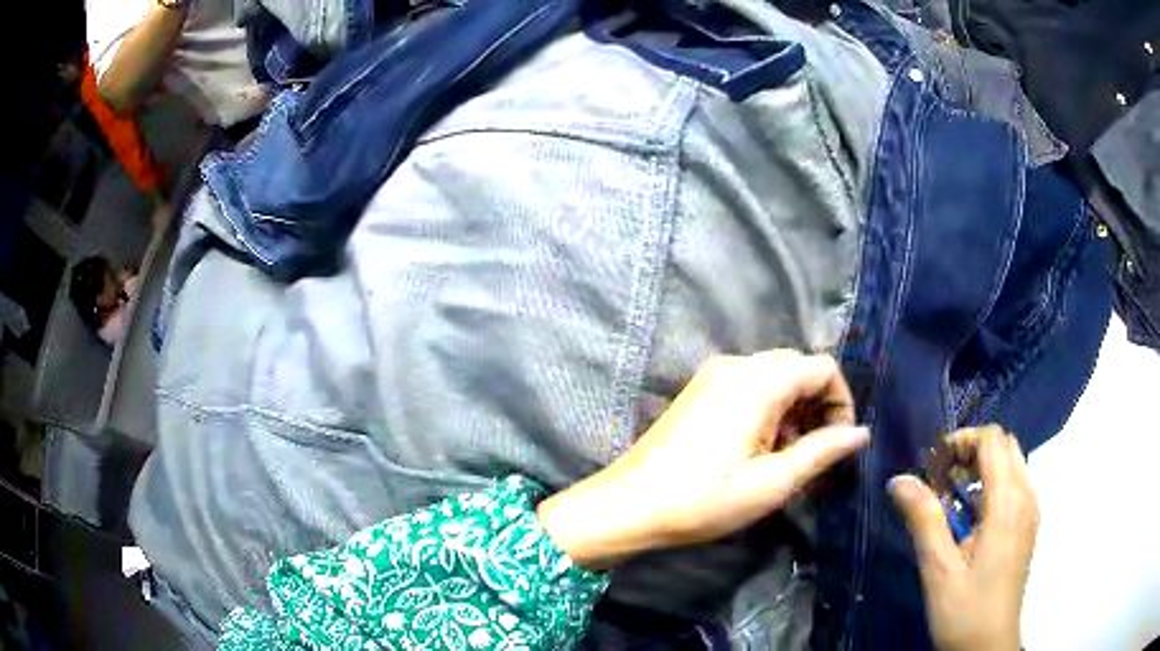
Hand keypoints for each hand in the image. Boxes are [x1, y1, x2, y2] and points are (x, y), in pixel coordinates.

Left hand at [538, 350, 869, 569]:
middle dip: (817, 407)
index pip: (822, 368)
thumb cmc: (703, 499)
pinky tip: (760, 451)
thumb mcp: (772, 483)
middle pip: (798, 369)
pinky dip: (767, 411)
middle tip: (815, 455)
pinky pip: (748, 388)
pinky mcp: (699, 391)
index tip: (839, 443)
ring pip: (774, 379)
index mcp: (758, 381)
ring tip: (788, 461)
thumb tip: (860, 433)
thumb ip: (822, 451)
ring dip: (793, 412)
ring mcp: (713, 375)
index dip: (841, 402)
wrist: (628, 505)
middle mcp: (736, 365)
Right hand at [889, 426, 1038, 650]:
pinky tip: (970, 519)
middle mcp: (1027, 497)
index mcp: (1008, 502)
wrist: (989, 646)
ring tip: (952, 498)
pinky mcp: (1028, 526)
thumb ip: (924, 519)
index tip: (933, 464)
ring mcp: (1031, 511)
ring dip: (982, 467)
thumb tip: (899, 479)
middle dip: (972, 450)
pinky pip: (1015, 485)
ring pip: (1012, 463)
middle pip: (1005, 445)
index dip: (962, 440)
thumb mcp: (938, 569)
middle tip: (941, 478)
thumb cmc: (964, 611)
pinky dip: (992, 485)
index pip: (992, 440)